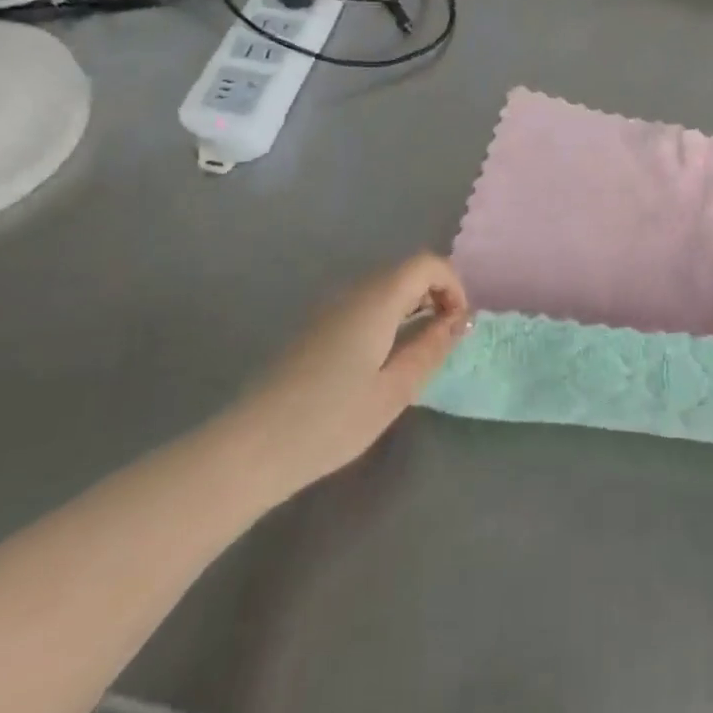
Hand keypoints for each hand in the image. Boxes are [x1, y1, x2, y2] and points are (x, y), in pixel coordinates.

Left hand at [223, 253, 471, 497]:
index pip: (427, 264)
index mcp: (376, 300)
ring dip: (412, 307)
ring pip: (384, 288)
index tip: (459, 325)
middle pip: (405, 271)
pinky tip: (382, 361)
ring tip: (419, 352)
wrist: (251, 448)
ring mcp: (328, 309)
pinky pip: (363, 305)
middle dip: (435, 295)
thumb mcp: (394, 390)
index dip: (453, 285)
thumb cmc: (330, 421)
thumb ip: (431, 348)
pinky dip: (387, 318)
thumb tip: (461, 320)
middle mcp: (352, 292)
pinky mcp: (314, 328)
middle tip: (445, 340)